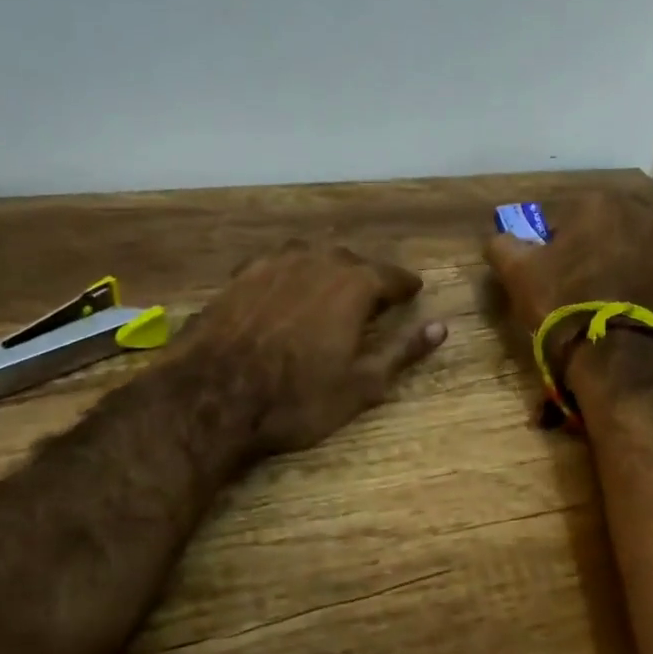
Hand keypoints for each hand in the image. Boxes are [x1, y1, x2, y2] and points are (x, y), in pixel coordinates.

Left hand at [180, 239, 446, 452]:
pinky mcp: (240, 276)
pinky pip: (277, 264)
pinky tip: (286, 291)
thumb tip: (440, 327)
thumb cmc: (297, 397)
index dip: (404, 286)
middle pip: (351, 260)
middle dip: (367, 277)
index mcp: (354, 285)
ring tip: (331, 289)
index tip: (413, 292)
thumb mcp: (362, 384)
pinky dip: (291, 274)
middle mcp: (316, 262)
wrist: (212, 397)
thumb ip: (403, 351)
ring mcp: (273, 264)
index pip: (391, 276)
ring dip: (327, 270)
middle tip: (374, 297)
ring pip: (312, 256)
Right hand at [484, 192, 652, 380]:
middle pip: (588, 231)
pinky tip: (597, 304)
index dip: (543, 243)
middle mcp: (633, 215)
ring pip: (608, 250)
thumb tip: (500, 241)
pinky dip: (611, 282)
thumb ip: (501, 244)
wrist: (610, 347)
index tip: (537, 267)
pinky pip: (625, 272)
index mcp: (598, 202)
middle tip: (555, 280)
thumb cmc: (561, 296)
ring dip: (593, 265)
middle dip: (573, 250)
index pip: (558, 217)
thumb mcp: (516, 269)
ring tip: (576, 295)